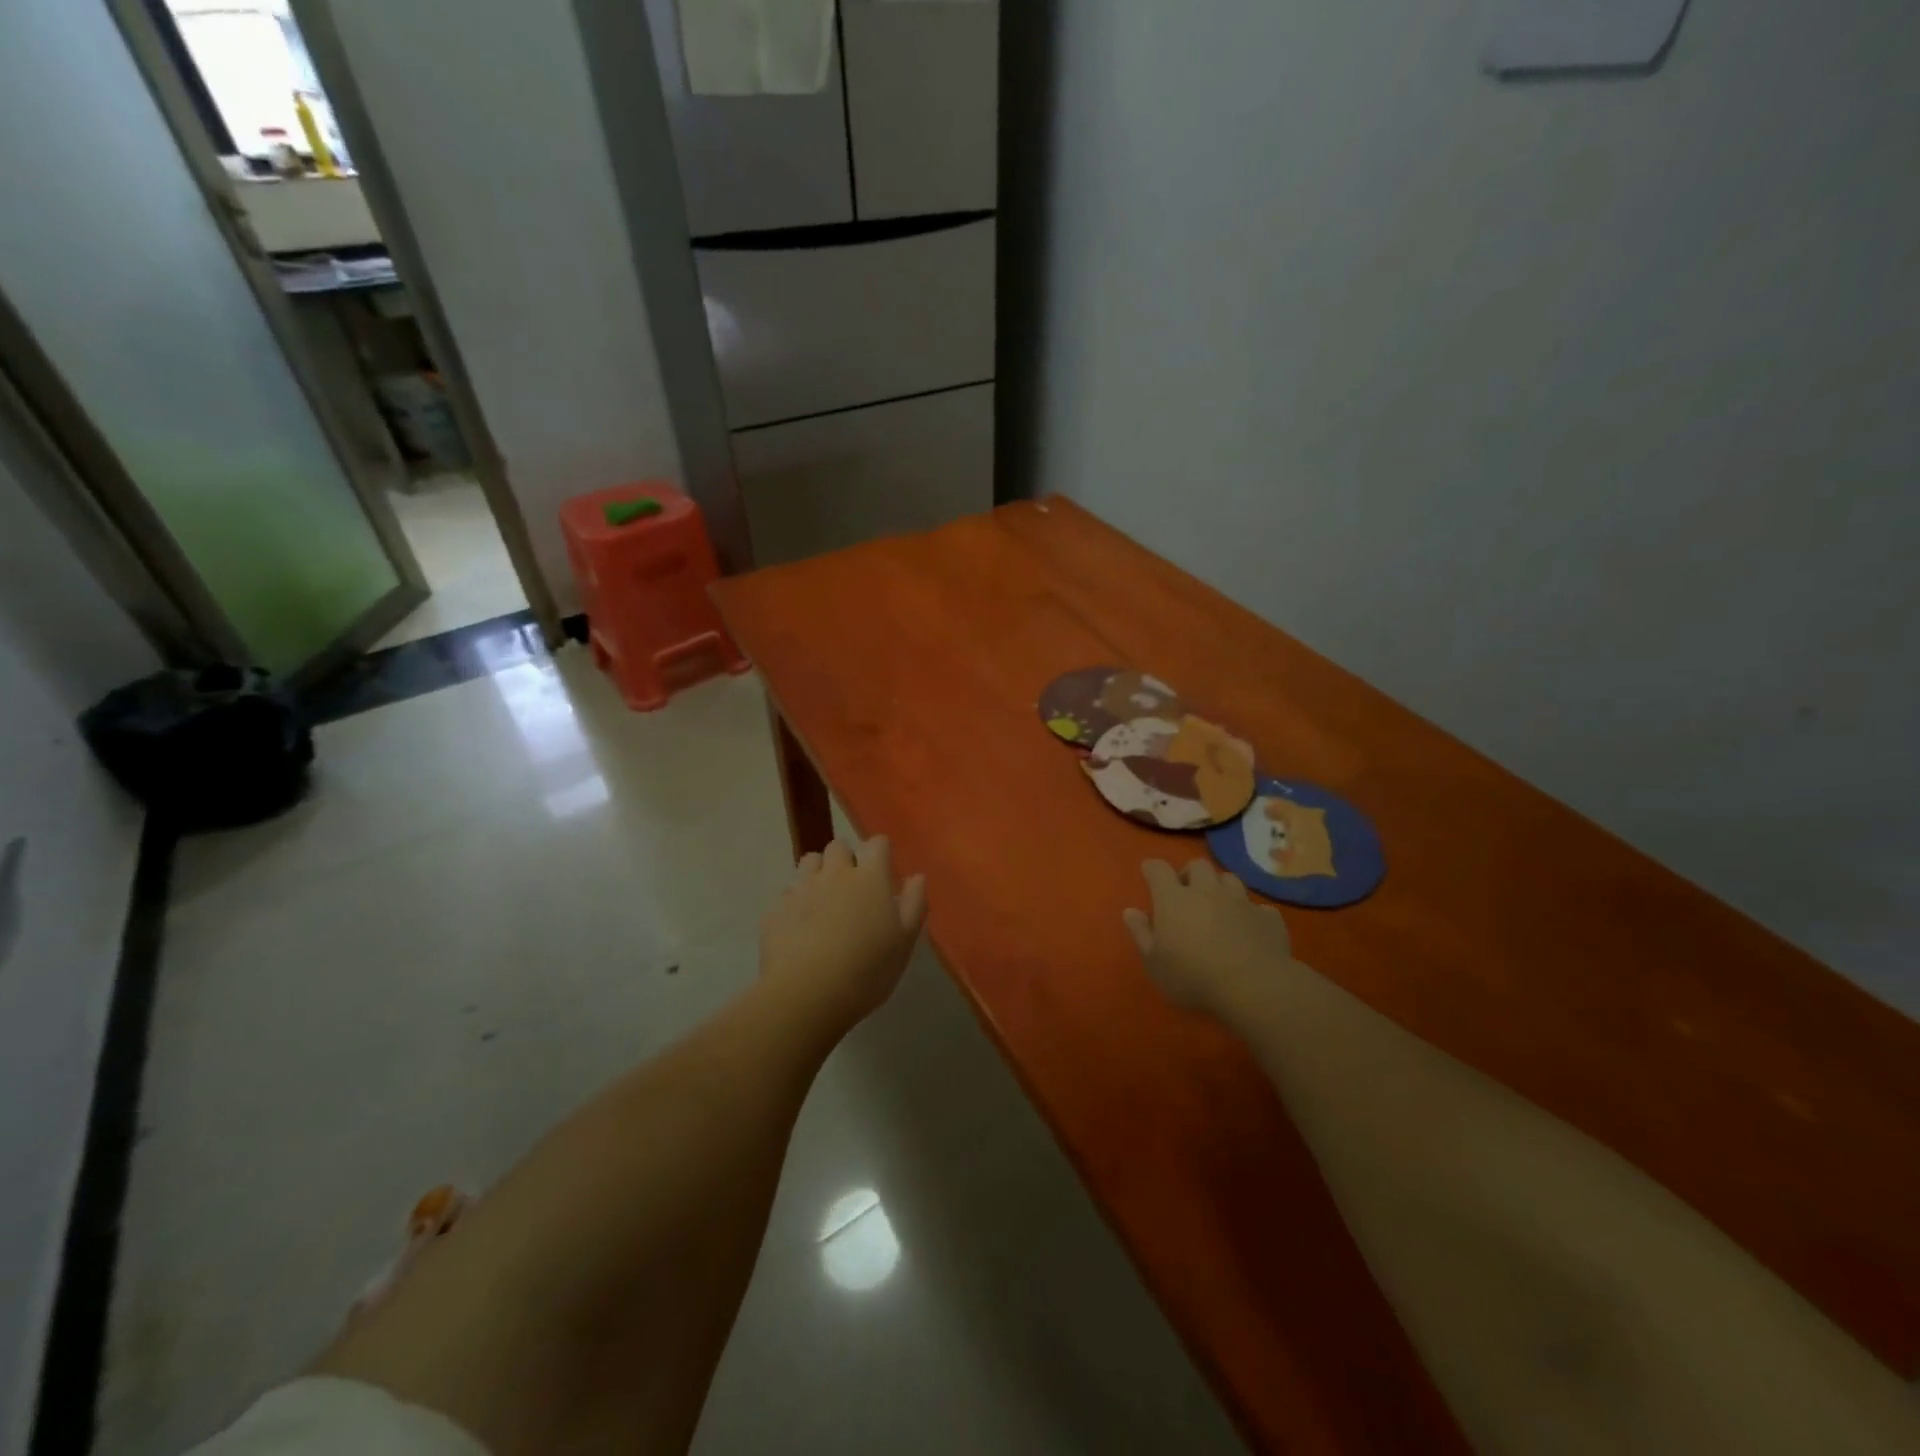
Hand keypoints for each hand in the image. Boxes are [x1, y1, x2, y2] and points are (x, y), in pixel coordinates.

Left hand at [760, 836, 926, 1026]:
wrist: (807, 995)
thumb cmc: (867, 969)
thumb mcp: (905, 942)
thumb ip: (914, 903)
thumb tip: (916, 877)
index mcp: (869, 878)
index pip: (877, 843)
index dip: (880, 852)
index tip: (884, 871)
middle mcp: (834, 873)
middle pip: (838, 846)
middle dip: (846, 859)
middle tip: (853, 887)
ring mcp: (802, 889)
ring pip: (809, 862)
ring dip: (818, 872)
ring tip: (824, 899)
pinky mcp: (776, 909)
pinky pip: (787, 893)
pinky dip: (795, 902)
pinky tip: (800, 926)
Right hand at [1124, 859, 1293, 1016]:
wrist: (1254, 987)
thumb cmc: (1193, 976)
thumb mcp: (1154, 963)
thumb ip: (1141, 933)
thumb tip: (1130, 911)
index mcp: (1174, 898)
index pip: (1158, 869)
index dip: (1152, 869)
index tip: (1149, 875)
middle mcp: (1207, 891)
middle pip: (1198, 865)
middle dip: (1190, 874)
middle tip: (1186, 894)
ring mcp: (1241, 901)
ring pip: (1229, 879)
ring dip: (1221, 888)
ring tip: (1218, 907)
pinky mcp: (1268, 917)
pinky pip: (1258, 907)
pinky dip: (1251, 914)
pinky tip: (1249, 928)